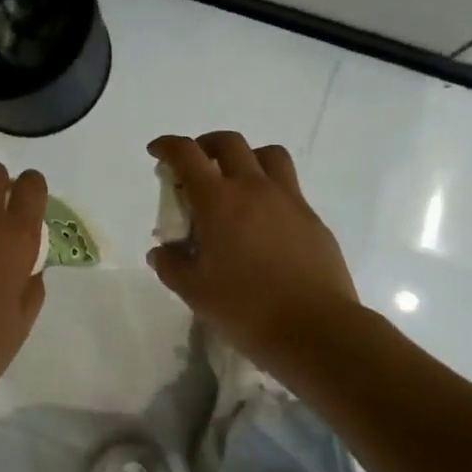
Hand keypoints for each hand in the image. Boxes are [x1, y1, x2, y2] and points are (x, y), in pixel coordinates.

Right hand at [147, 132, 360, 371]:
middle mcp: (254, 188)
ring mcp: (288, 200)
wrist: (315, 328)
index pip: (187, 154)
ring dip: (246, 157)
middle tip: (196, 165)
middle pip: (229, 143)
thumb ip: (172, 265)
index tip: (156, 151)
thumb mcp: (194, 291)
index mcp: (218, 200)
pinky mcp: (312, 218)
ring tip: (235, 181)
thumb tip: (162, 252)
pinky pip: (289, 186)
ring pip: (268, 155)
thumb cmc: (246, 308)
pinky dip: (270, 188)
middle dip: (206, 145)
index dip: (167, 145)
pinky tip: (263, 221)